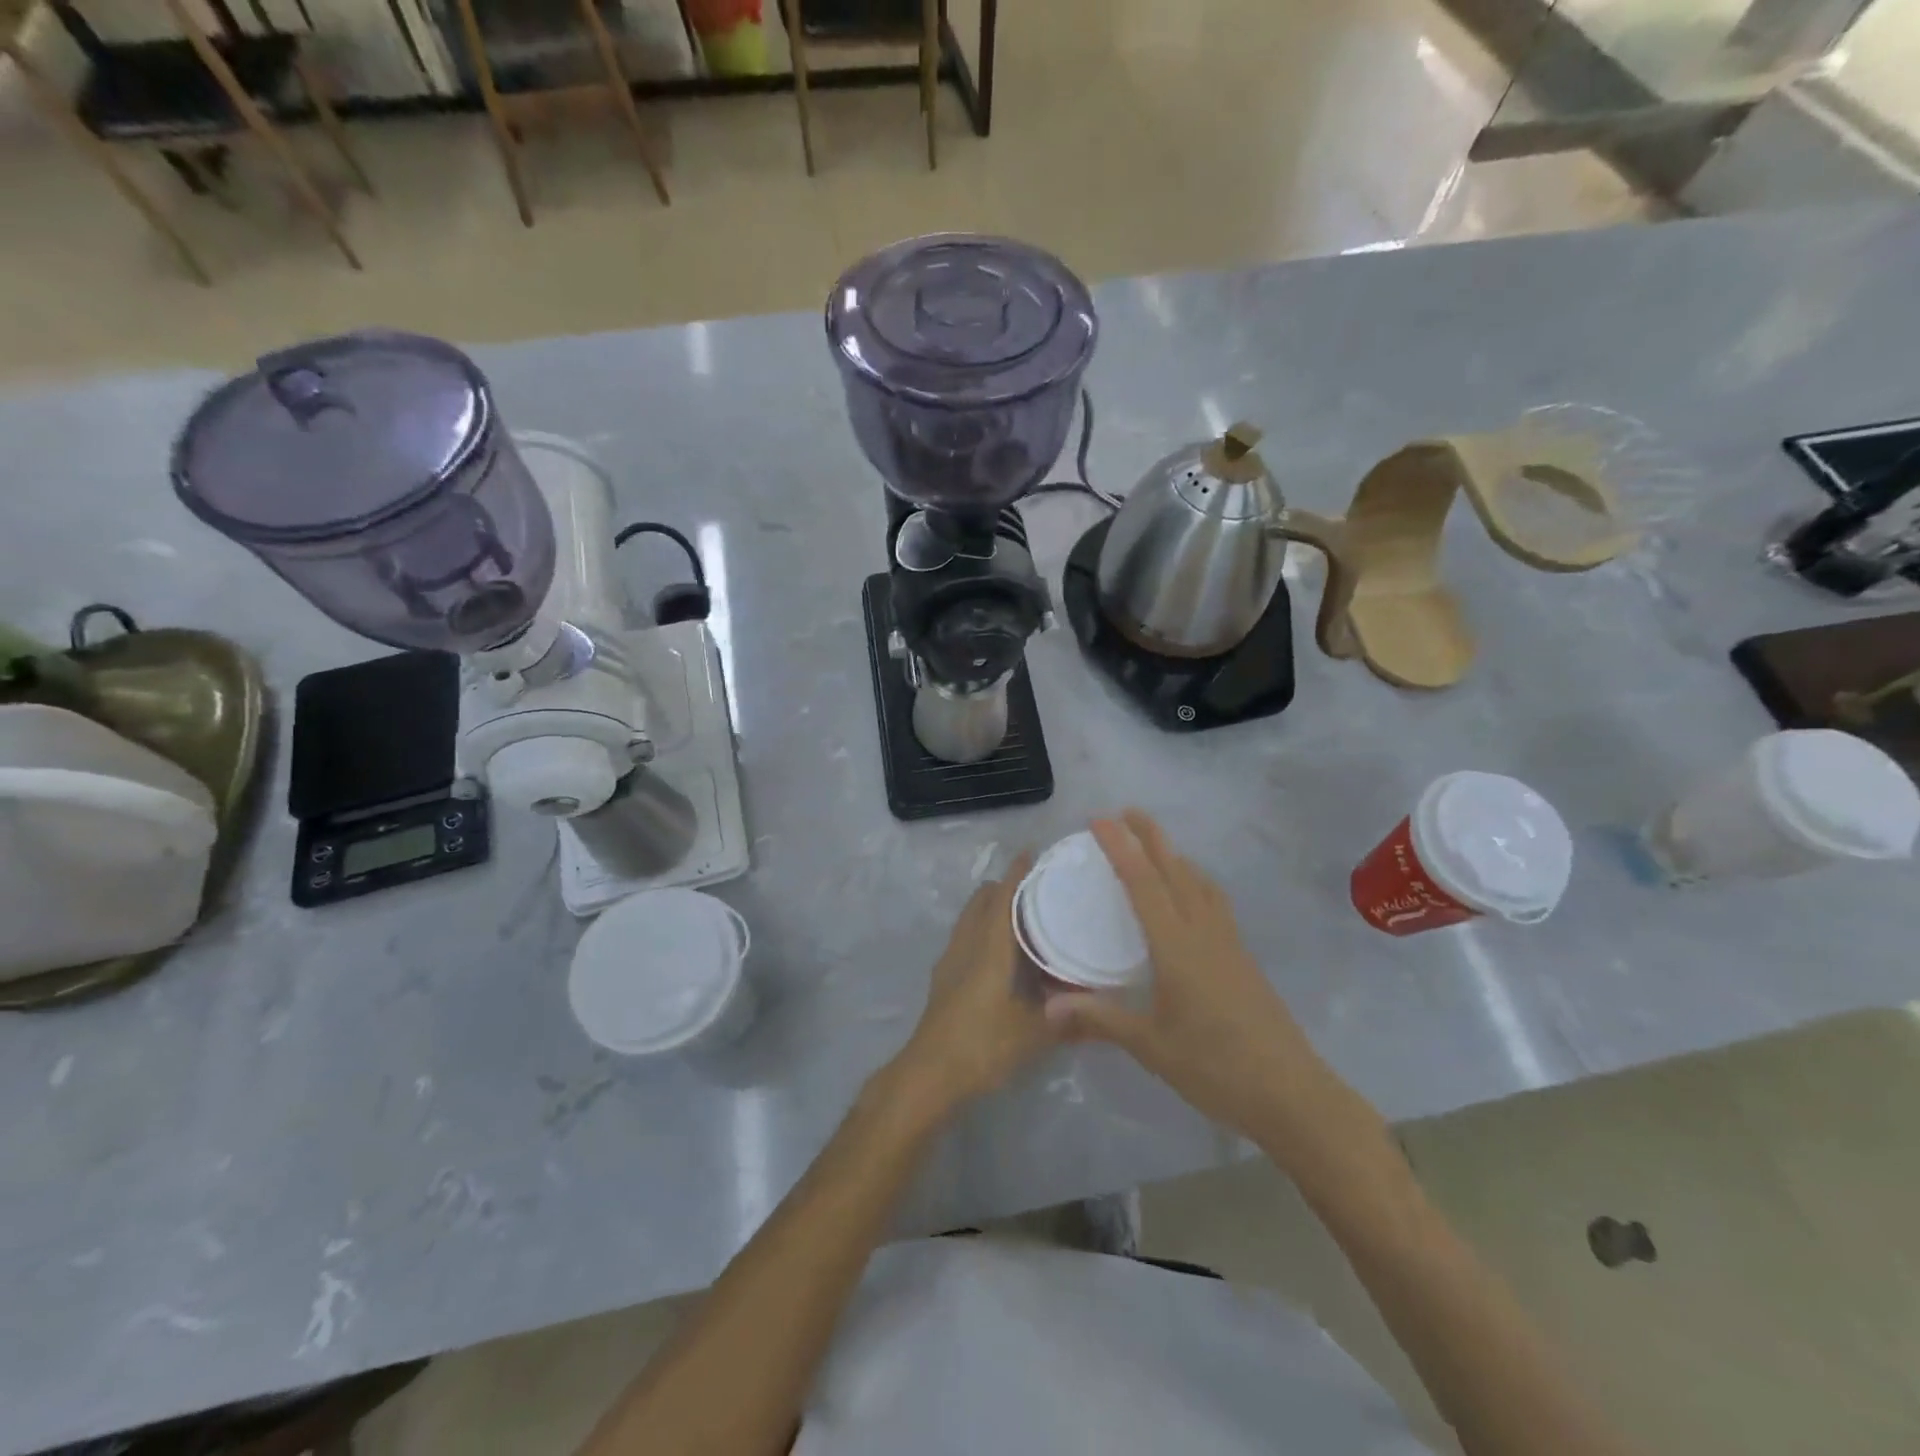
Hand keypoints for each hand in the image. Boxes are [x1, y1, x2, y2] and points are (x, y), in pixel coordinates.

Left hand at [891, 851, 1056, 1113]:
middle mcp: (966, 945)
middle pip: (982, 901)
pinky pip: (965, 938)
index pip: (1003, 898)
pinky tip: (1002, 954)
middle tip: (1036, 889)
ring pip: (970, 919)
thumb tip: (1107, 1010)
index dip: (1017, 873)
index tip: (1033, 853)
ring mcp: (950, 961)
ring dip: (991, 909)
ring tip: (1022, 917)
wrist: (928, 1075)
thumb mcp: (1033, 1034)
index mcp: (988, 948)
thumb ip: (1070, 1020)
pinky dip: (982, 930)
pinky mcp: (944, 979)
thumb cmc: (981, 1046)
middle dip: (1004, 888)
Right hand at [1046, 812, 1362, 1153]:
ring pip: (1200, 883)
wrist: (1291, 1094)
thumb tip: (1046, 1008)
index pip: (1143, 883)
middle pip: (1176, 870)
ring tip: (1156, 846)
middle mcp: (1204, 932)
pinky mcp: (1242, 957)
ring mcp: (1229, 943)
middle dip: (1151, 836)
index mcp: (1177, 946)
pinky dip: (1195, 881)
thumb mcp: (1151, 1046)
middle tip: (1127, 811)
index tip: (1100, 820)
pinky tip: (1191, 896)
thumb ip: (1100, 1019)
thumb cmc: (1216, 1067)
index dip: (1120, 847)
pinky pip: (1214, 902)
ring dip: (1176, 856)